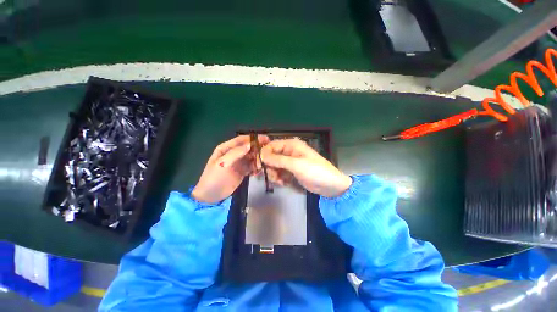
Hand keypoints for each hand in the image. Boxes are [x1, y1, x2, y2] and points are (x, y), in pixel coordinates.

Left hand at [192, 135, 269, 203]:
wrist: (210, 196)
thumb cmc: (214, 178)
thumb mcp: (222, 164)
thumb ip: (235, 153)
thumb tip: (250, 145)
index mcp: (226, 148)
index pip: (241, 140)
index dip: (253, 138)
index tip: (266, 139)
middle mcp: (234, 153)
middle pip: (248, 148)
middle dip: (258, 148)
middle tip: (269, 151)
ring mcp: (239, 162)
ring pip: (252, 157)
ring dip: (259, 158)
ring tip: (265, 162)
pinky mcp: (243, 171)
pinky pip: (252, 166)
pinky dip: (257, 167)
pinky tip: (260, 170)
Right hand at [260, 138, 351, 197]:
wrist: (330, 186)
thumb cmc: (315, 171)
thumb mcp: (296, 165)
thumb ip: (278, 160)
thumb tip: (261, 155)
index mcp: (291, 145)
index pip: (271, 146)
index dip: (264, 155)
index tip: (260, 166)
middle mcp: (289, 152)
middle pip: (271, 157)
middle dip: (270, 167)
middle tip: (273, 176)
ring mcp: (290, 162)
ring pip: (274, 166)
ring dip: (274, 175)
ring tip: (280, 181)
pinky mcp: (291, 171)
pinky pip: (279, 173)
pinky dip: (279, 179)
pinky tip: (284, 183)